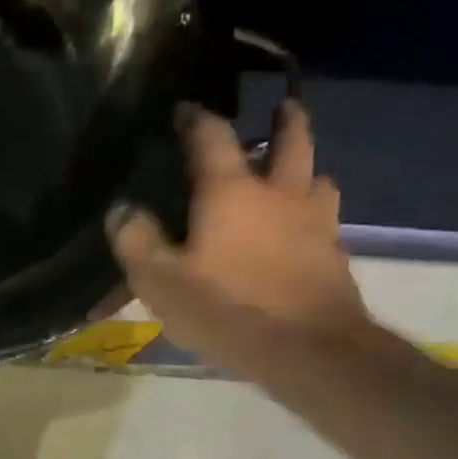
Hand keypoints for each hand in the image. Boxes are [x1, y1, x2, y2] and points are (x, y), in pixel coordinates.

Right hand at [107, 99, 368, 363]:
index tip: (186, 108)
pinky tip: (300, 232)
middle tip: (282, 107)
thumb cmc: (227, 310)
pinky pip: (324, 220)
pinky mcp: (334, 255)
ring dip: (305, 169)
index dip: (197, 118)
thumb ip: (136, 240)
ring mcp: (315, 223)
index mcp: (232, 192)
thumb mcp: (160, 281)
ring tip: (292, 174)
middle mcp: (279, 194)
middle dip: (285, 120)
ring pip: (318, 179)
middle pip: (291, 142)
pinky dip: (312, 213)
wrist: (310, 352)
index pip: (212, 137)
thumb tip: (122, 209)